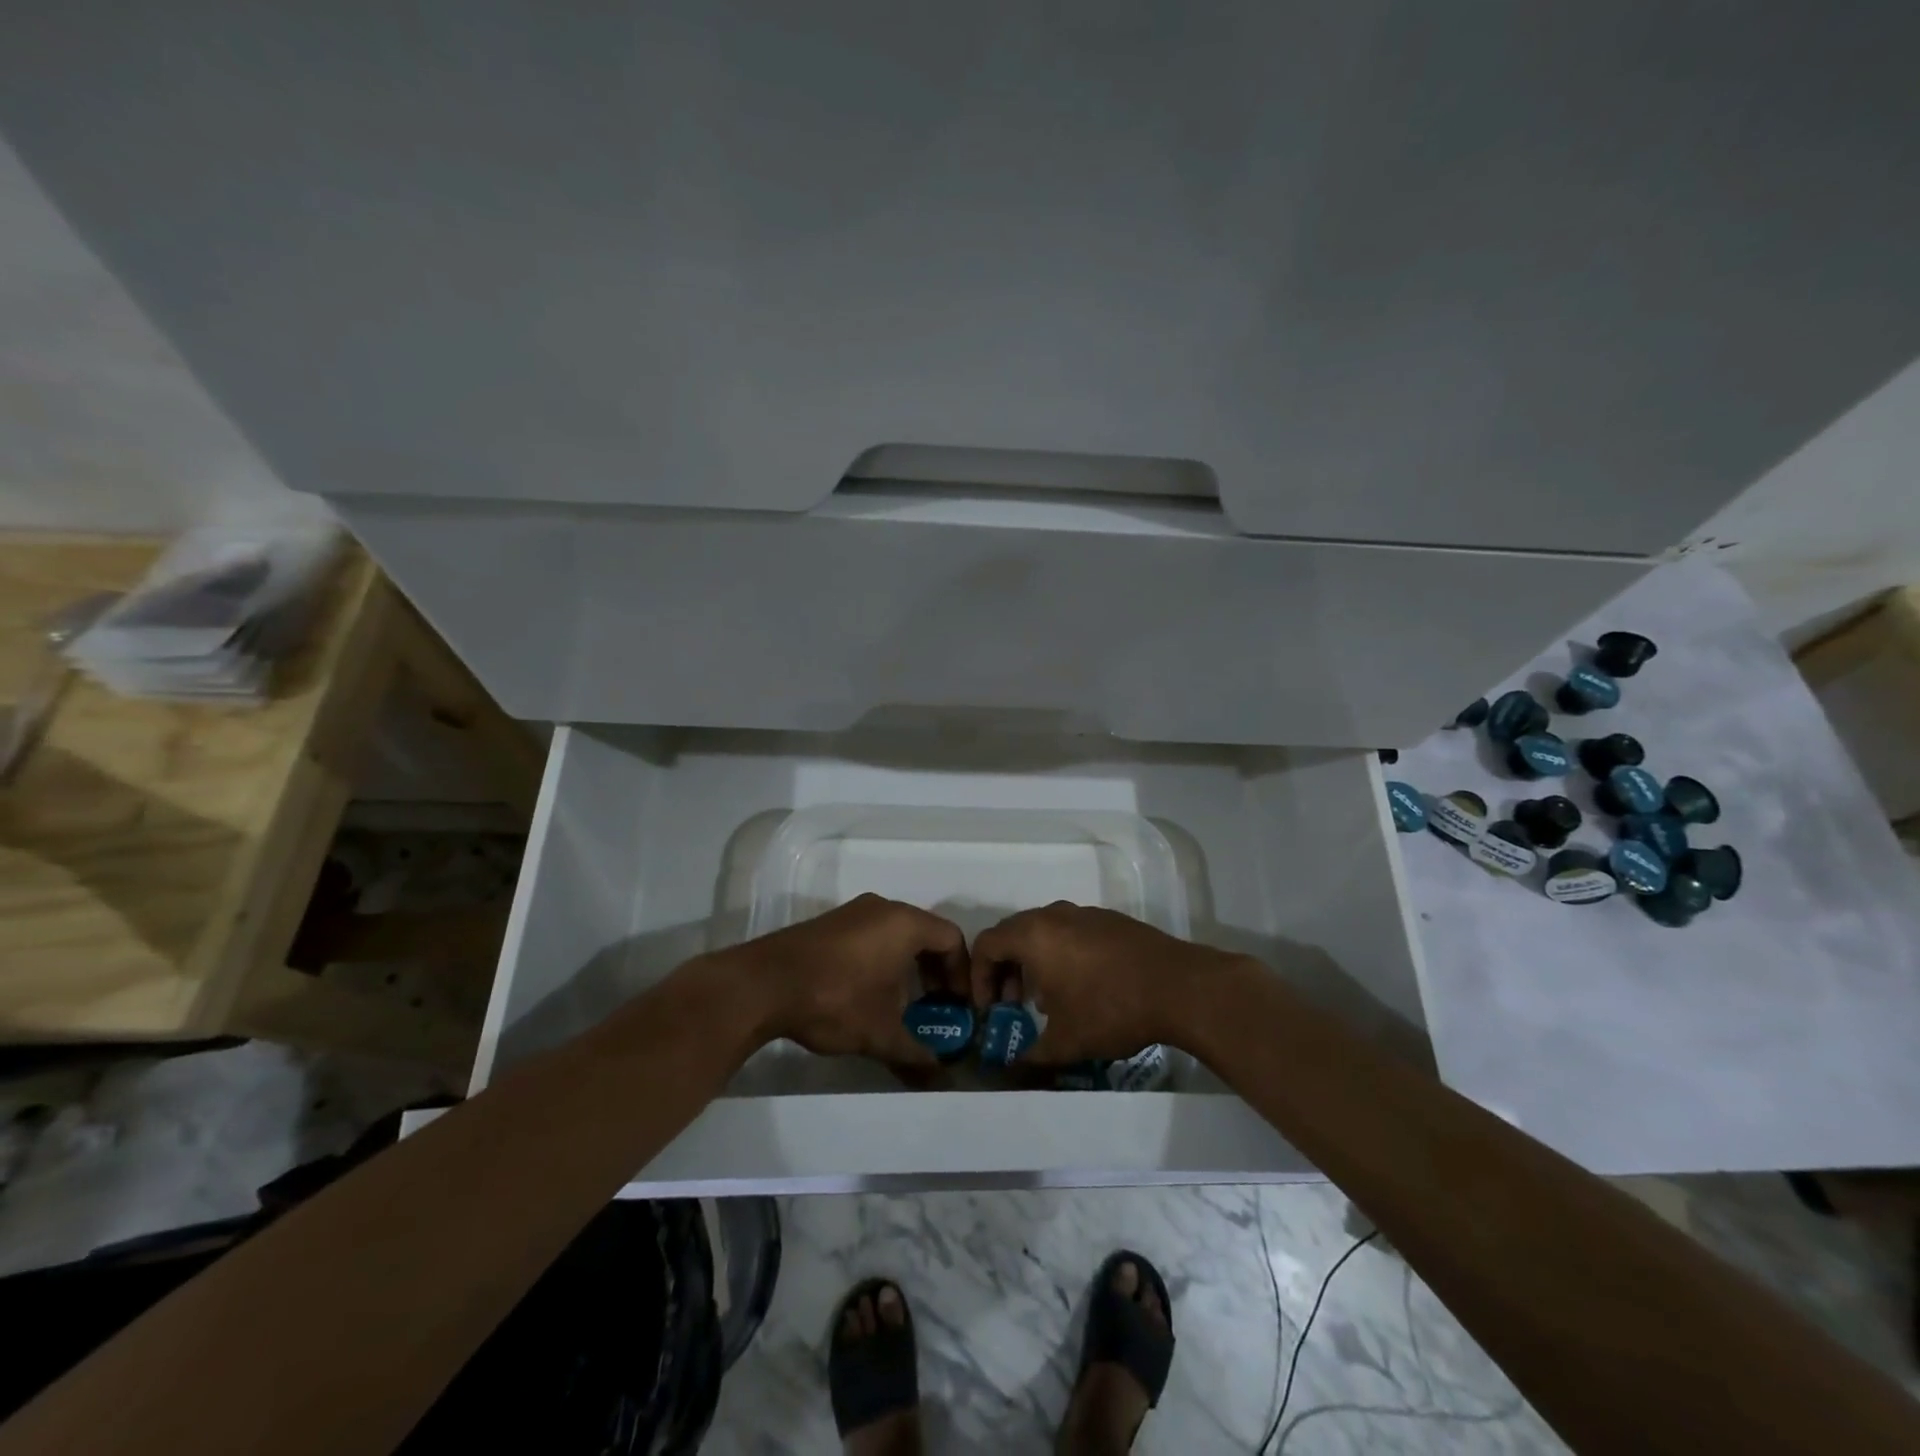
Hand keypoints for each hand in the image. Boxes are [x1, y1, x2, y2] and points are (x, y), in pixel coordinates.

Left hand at [735, 894, 967, 1065]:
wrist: (763, 984)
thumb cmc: (835, 1000)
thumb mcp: (880, 1034)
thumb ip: (915, 1055)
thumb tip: (939, 1079)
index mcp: (905, 923)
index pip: (952, 938)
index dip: (961, 973)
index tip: (958, 1006)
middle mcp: (883, 907)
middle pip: (925, 933)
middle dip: (936, 970)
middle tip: (935, 1005)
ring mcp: (853, 912)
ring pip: (896, 933)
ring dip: (907, 965)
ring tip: (902, 1003)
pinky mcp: (830, 923)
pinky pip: (871, 934)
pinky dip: (882, 958)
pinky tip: (868, 992)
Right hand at [970, 901, 1236, 1063]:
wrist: (1179, 986)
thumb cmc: (1110, 1009)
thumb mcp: (1066, 1043)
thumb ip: (1032, 1056)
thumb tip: (1014, 1070)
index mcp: (1033, 935)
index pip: (986, 944)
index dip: (979, 977)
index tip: (990, 1008)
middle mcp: (1054, 915)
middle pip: (1012, 933)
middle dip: (1005, 969)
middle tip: (1012, 1004)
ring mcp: (1085, 913)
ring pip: (1043, 930)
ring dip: (1034, 961)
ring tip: (1047, 1000)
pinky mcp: (1111, 920)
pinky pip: (1071, 931)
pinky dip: (1062, 953)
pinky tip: (1083, 987)